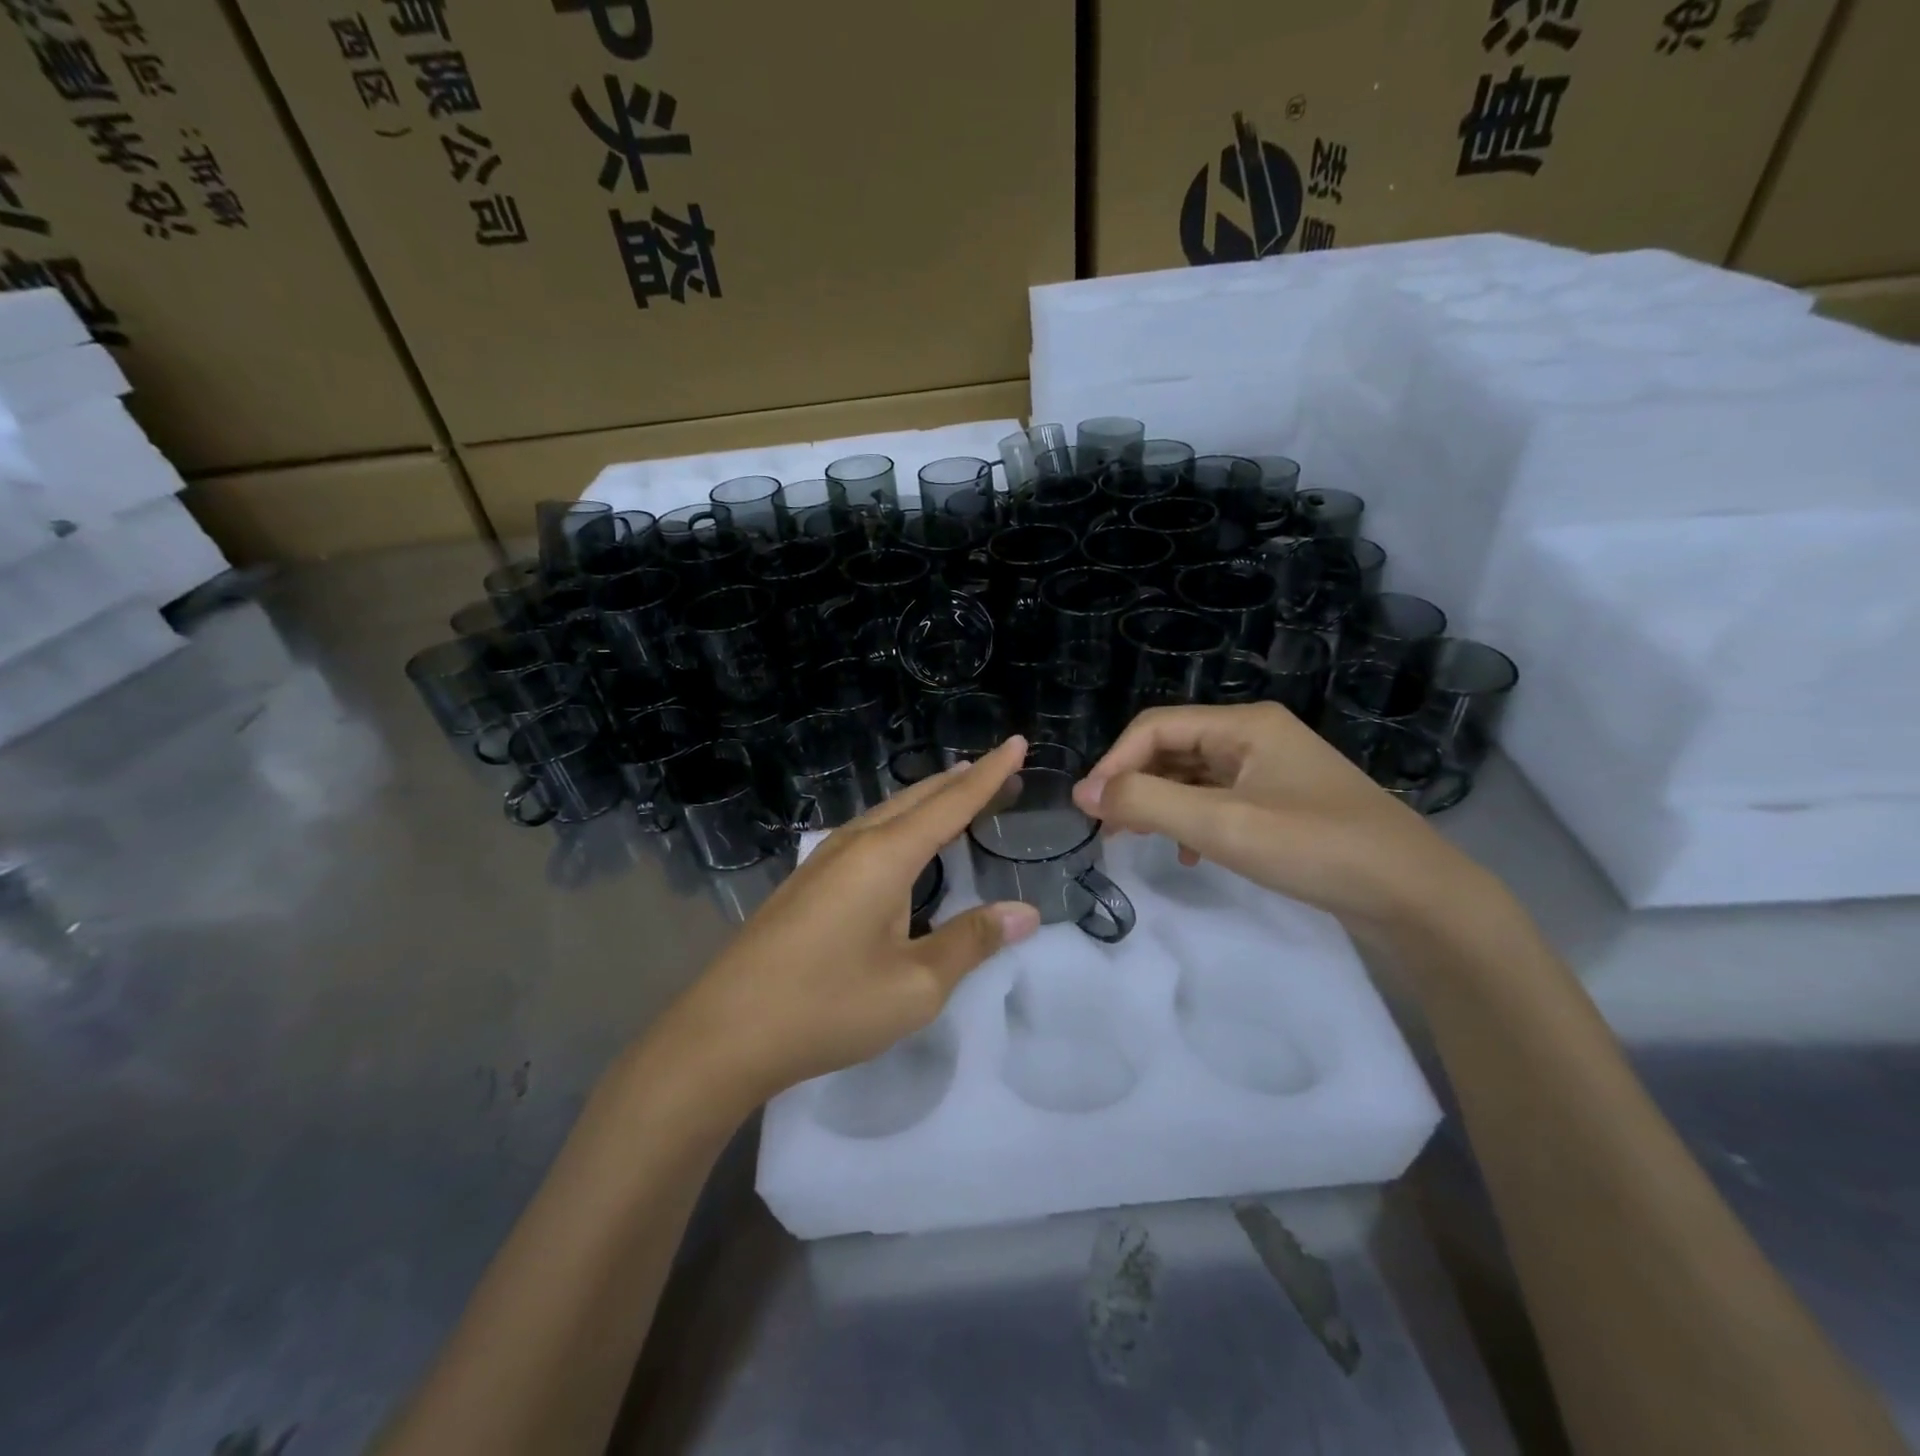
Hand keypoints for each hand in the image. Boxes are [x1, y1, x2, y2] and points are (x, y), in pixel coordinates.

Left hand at [659, 737, 1040, 1108]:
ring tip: (960, 792)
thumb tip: (1024, 912)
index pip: (952, 803)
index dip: (990, 775)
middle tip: (1002, 772)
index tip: (1018, 743)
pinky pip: (868, 833)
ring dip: (929, 799)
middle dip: (963, 782)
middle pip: (918, 798)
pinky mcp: (807, 881)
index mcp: (885, 856)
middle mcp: (854, 843)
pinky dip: (902, 823)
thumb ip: (971, 942)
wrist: (724, 1034)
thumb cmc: (827, 1007)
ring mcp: (823, 859)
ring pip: (889, 812)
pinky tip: (903, 841)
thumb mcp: (914, 985)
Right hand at [1073, 702, 1492, 937]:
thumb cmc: (1316, 848)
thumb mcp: (1222, 825)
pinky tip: (1191, 855)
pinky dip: (1193, 821)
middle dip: (1134, 784)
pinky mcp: (1284, 803)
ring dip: (1160, 804)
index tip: (1088, 809)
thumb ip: (1147, 803)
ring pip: (1194, 776)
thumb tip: (1084, 793)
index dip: (1114, 763)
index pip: (1155, 728)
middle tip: (1107, 829)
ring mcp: (1273, 770)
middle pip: (1173, 748)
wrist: (1416, 896)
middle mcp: (1256, 736)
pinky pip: (1220, 800)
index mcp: (1245, 725)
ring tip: (1136, 840)